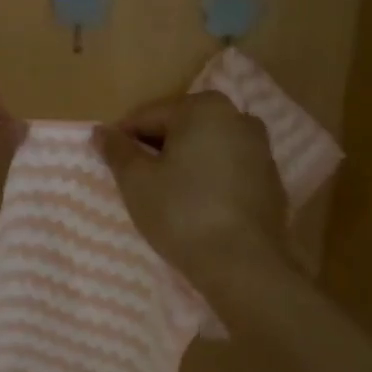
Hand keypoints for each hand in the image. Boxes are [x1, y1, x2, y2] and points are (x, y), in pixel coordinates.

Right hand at [94, 91, 290, 289]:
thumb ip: (117, 150)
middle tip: (134, 181)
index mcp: (204, 108)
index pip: (147, 116)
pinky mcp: (271, 179)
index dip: (123, 139)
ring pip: (205, 148)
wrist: (243, 264)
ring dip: (183, 163)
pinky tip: (195, 206)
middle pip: (180, 127)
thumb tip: (101, 132)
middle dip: (156, 149)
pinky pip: (227, 169)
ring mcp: (260, 148)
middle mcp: (238, 117)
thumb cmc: (182, 213)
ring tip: (164, 195)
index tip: (110, 164)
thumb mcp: (136, 181)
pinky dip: (208, 179)